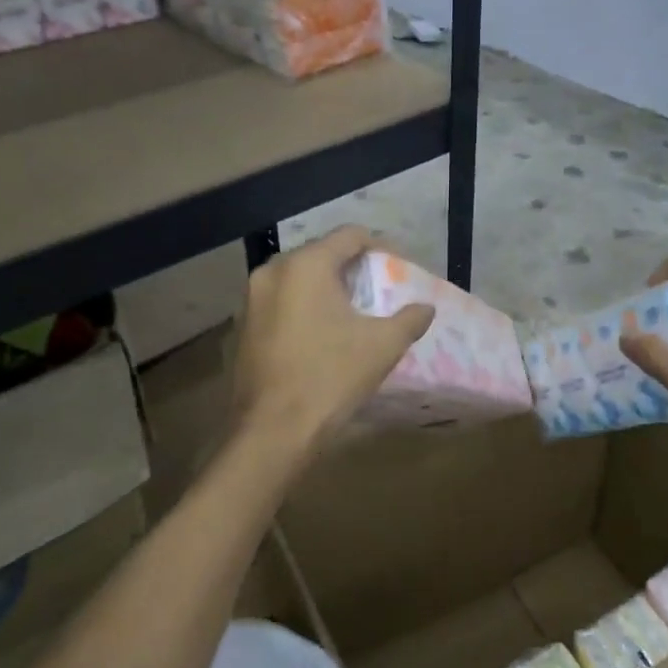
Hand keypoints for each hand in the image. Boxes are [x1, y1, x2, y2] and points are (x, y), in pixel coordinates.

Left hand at [228, 225, 435, 471]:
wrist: (272, 432)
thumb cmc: (330, 378)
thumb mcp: (382, 346)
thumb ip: (409, 319)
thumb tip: (426, 308)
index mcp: (306, 265)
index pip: (350, 236)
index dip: (380, 247)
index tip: (397, 268)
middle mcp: (272, 271)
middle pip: (321, 253)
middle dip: (351, 268)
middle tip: (376, 290)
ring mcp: (251, 299)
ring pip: (298, 278)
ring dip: (325, 288)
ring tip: (351, 313)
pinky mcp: (241, 326)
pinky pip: (280, 302)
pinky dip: (302, 308)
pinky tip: (319, 335)